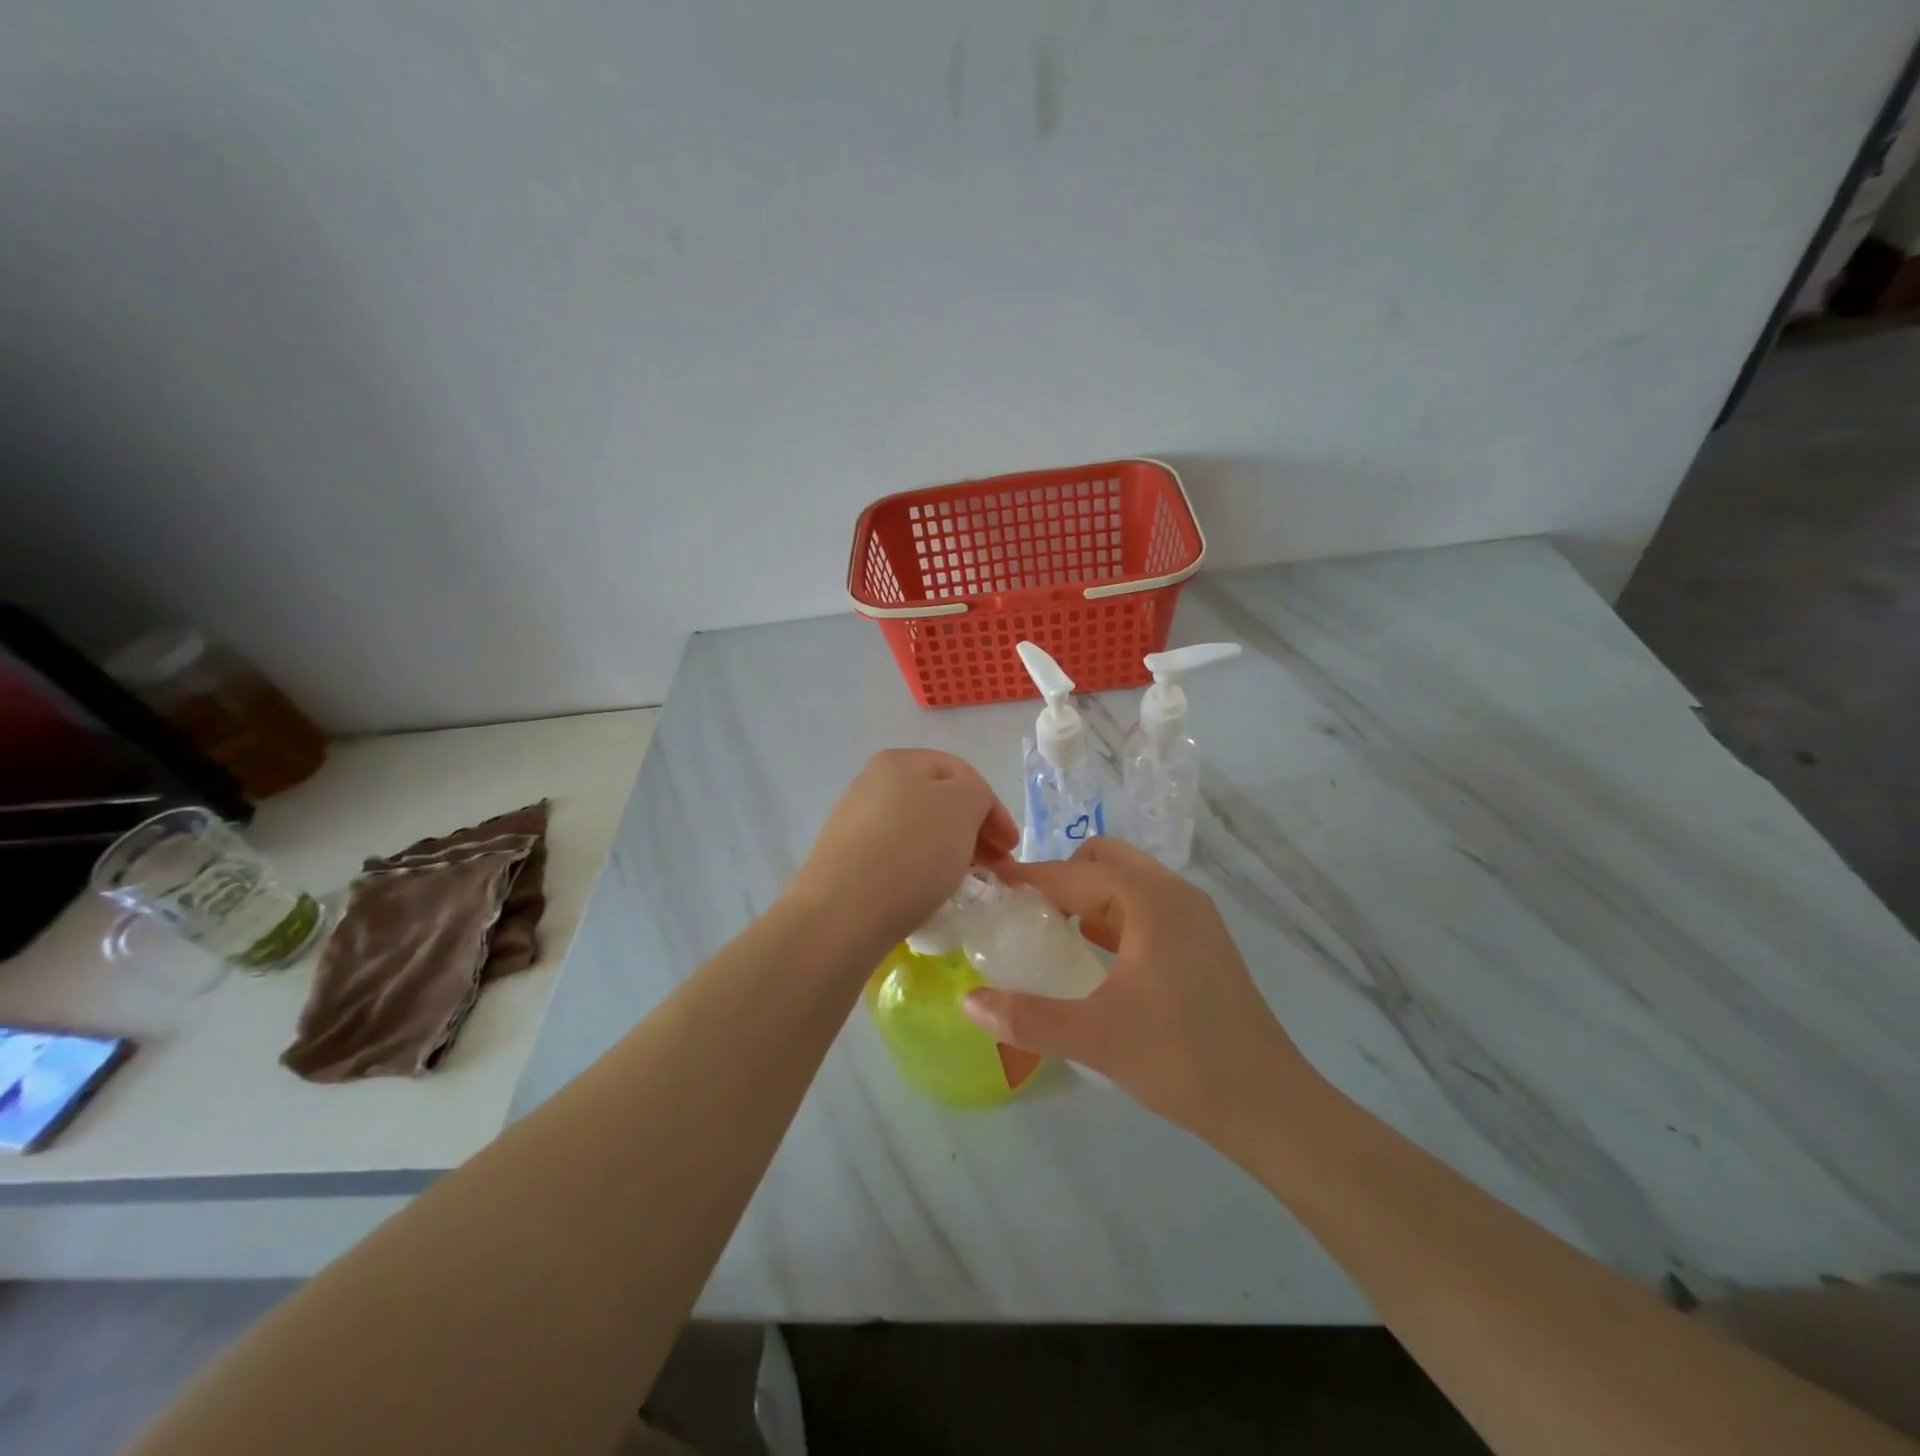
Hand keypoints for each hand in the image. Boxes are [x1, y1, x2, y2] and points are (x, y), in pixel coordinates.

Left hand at [790, 750, 1018, 950]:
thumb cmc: (911, 852)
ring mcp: (853, 822)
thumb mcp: (963, 807)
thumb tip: (966, 809)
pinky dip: (920, 868)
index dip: (994, 806)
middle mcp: (871, 783)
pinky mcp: (845, 860)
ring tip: (964, 879)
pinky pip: (895, 856)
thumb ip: (977, 794)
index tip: (1011, 847)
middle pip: (938, 801)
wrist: (841, 914)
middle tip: (994, 865)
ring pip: (918, 829)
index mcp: (899, 761)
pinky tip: (927, 891)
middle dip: (973, 830)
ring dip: (948, 849)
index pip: (962, 773)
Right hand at [960, 839, 1316, 1135]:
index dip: (1027, 878)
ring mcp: (1195, 916)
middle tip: (1023, 911)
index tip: (988, 884)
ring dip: (1088, 895)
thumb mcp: (1094, 1037)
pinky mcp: (1203, 942)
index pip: (1073, 874)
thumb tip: (968, 1001)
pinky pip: (1147, 907)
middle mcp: (1175, 894)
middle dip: (1060, 877)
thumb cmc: (1180, 1058)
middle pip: (1104, 861)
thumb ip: (1026, 1017)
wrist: (1269, 1105)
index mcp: (1149, 901)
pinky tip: (1095, 953)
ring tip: (1050, 930)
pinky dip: (1114, 915)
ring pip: (1128, 882)